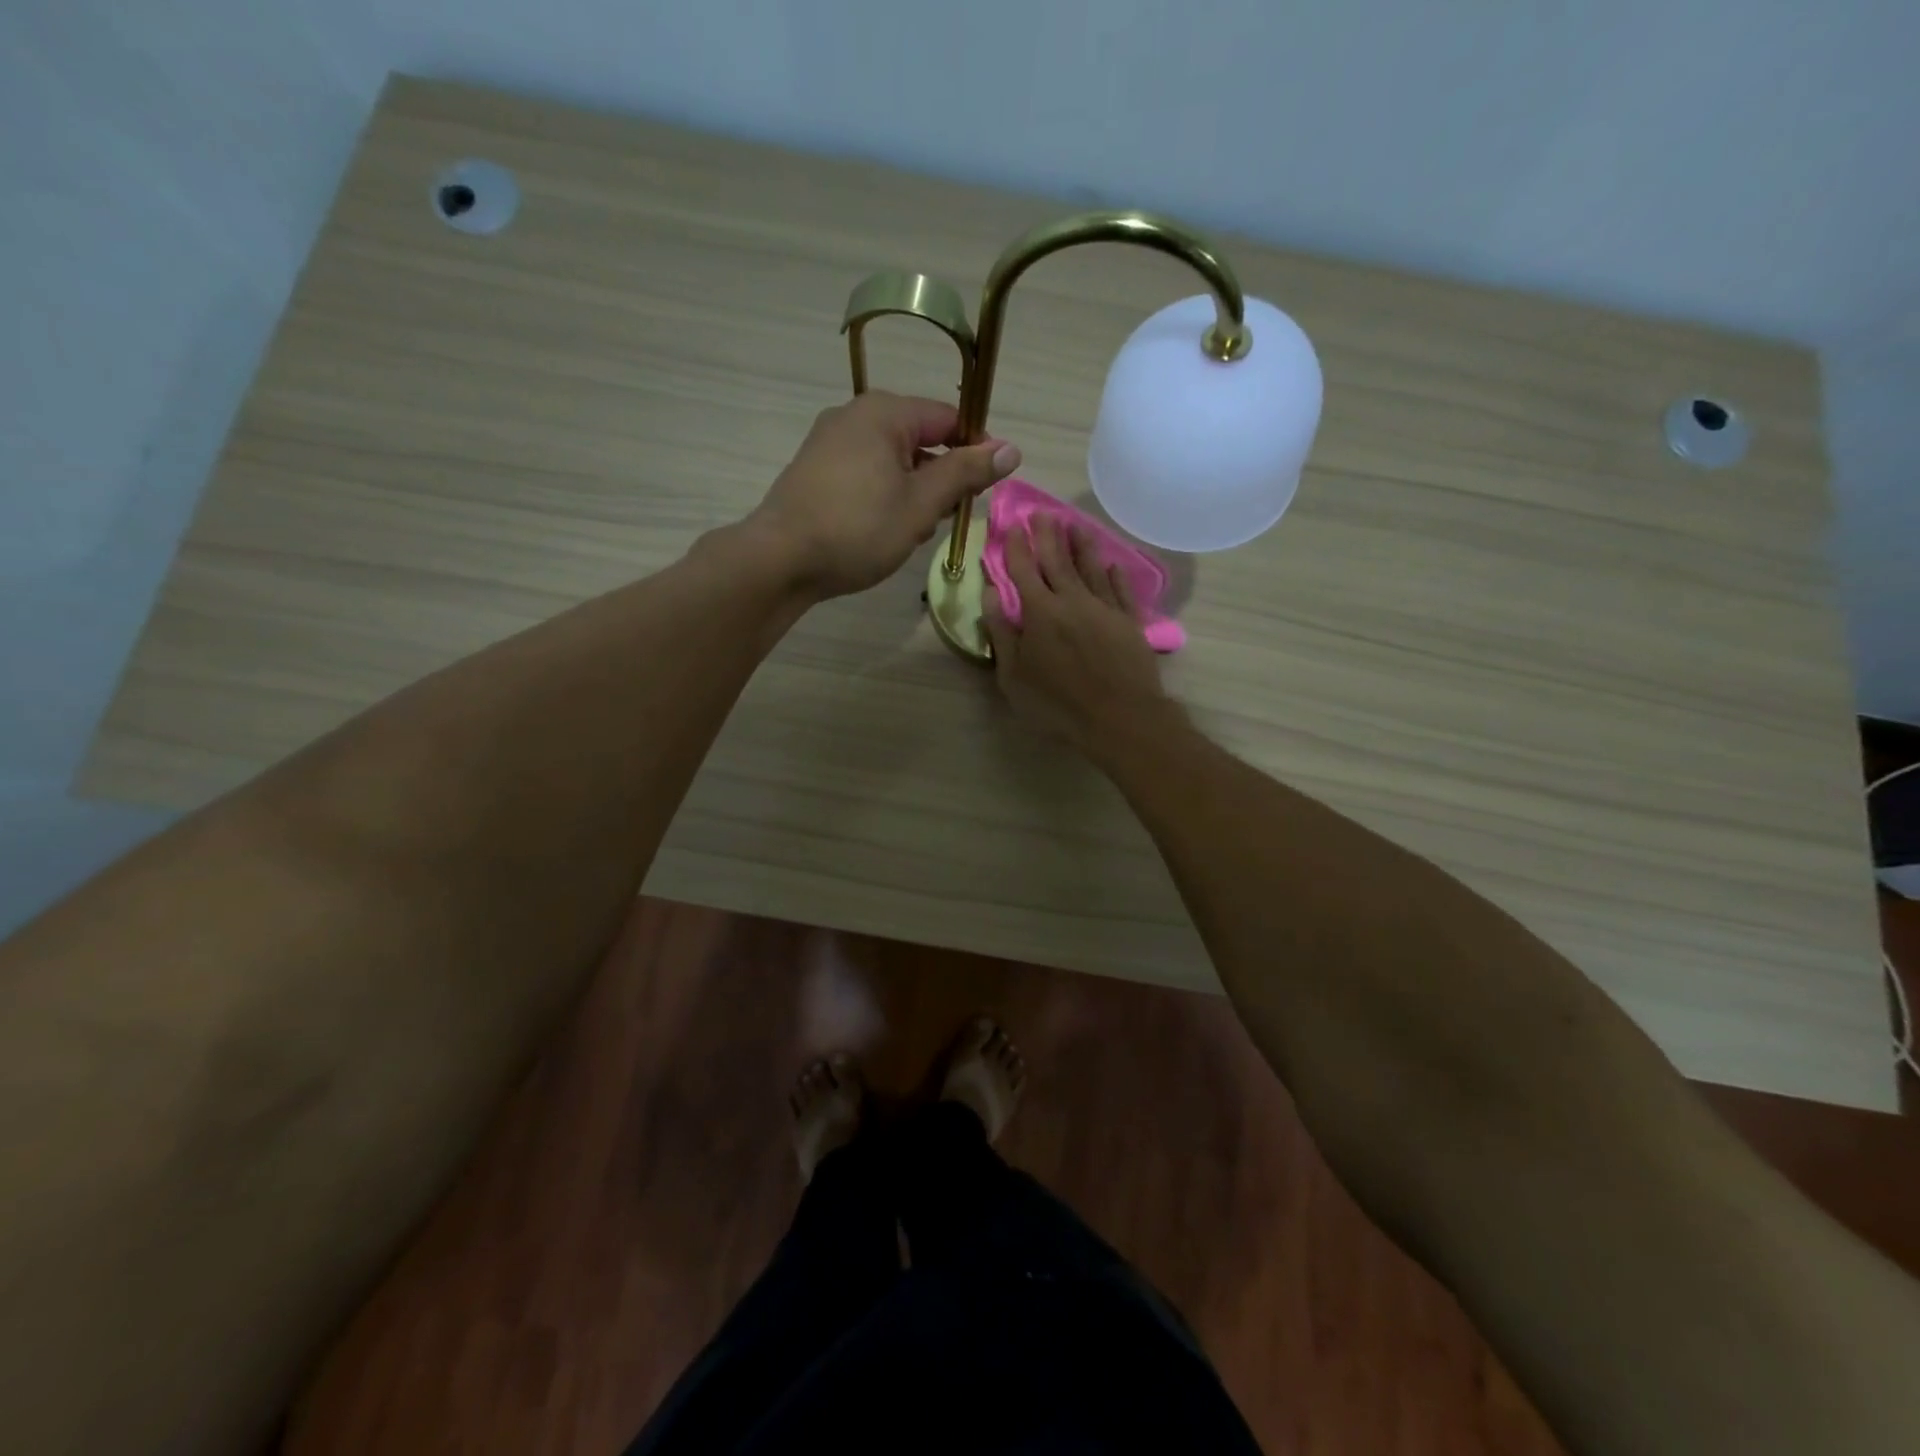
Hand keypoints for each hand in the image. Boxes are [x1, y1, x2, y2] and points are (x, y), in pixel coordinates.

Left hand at [746, 391, 1020, 599]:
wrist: (780, 560)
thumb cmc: (858, 529)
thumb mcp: (921, 503)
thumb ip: (966, 474)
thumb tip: (1011, 450)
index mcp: (884, 412)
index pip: (949, 418)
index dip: (975, 451)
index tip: (986, 489)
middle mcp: (854, 416)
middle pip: (920, 439)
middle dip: (940, 478)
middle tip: (943, 519)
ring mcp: (830, 442)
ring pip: (893, 461)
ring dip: (913, 493)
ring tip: (910, 533)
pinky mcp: (815, 471)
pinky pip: (866, 474)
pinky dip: (884, 497)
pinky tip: (882, 532)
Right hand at [981, 516, 1173, 755]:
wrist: (1118, 716)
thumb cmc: (1056, 702)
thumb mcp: (1013, 675)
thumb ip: (1001, 632)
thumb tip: (990, 595)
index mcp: (1040, 612)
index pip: (1024, 570)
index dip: (1016, 547)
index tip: (1011, 526)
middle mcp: (1072, 600)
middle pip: (1058, 560)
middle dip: (1047, 535)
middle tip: (1041, 513)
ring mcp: (1104, 608)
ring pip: (1091, 568)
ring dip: (1082, 545)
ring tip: (1075, 525)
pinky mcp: (1130, 622)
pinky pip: (1121, 591)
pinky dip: (1115, 575)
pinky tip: (1112, 565)